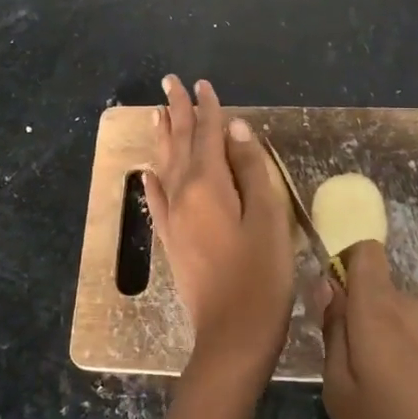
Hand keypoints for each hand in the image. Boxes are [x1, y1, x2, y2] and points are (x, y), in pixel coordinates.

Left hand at [143, 76, 294, 381]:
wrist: (231, 337)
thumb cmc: (260, 276)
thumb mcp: (268, 218)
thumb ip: (251, 169)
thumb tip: (235, 129)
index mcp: (208, 185)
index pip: (208, 134)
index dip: (208, 108)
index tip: (203, 83)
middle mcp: (182, 194)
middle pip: (180, 143)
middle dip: (177, 111)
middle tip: (169, 82)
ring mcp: (173, 219)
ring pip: (165, 165)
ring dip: (163, 136)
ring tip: (156, 112)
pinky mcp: (171, 241)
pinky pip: (157, 199)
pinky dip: (153, 179)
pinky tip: (148, 172)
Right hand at [319, 241, 417, 418]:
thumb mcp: (341, 395)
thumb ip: (332, 332)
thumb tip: (326, 285)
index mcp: (380, 308)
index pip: (364, 251)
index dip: (343, 268)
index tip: (330, 309)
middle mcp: (414, 307)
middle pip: (377, 289)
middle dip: (357, 318)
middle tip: (346, 374)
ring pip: (397, 319)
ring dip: (381, 344)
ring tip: (377, 400)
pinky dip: (406, 362)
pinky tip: (408, 411)